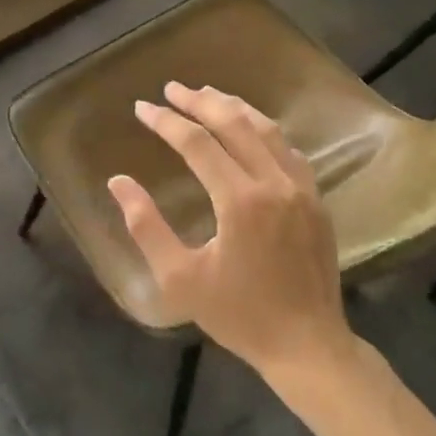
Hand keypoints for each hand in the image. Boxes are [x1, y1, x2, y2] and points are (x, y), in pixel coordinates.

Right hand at [109, 83, 351, 377]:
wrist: (307, 346)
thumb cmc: (238, 315)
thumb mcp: (180, 279)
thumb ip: (145, 227)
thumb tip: (118, 182)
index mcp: (240, 201)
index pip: (197, 143)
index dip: (166, 122)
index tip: (141, 108)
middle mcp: (274, 183)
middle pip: (234, 123)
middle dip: (199, 101)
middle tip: (171, 89)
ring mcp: (301, 188)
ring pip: (266, 129)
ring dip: (233, 107)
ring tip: (207, 94)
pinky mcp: (317, 199)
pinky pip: (288, 149)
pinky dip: (264, 130)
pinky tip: (250, 129)